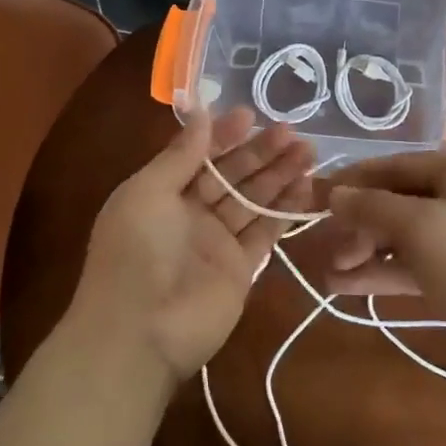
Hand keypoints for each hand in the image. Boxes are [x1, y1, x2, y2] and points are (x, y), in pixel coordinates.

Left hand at [68, 107, 314, 386]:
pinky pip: (266, 232)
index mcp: (162, 193)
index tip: (251, 114)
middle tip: (292, 131)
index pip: (199, 155)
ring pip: (253, 200)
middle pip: (232, 175)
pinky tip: (306, 186)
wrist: (140, 332)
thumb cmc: (136, 252)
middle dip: (260, 153)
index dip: (224, 135)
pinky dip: (285, 210)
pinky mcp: (242, 269)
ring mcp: (218, 242)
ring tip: (309, 151)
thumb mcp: (146, 193)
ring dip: (279, 176)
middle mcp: (191, 214)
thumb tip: (201, 113)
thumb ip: (179, 155)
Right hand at [322, 152, 445, 354]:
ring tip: (330, 273)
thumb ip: (371, 206)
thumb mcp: (418, 228)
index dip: (355, 180)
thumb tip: (334, 193)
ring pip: (403, 235)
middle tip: (329, 248)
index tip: (318, 195)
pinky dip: (383, 271)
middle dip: (360, 225)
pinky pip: (413, 262)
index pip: (396, 165)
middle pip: (397, 201)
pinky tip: (346, 285)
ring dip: (366, 251)